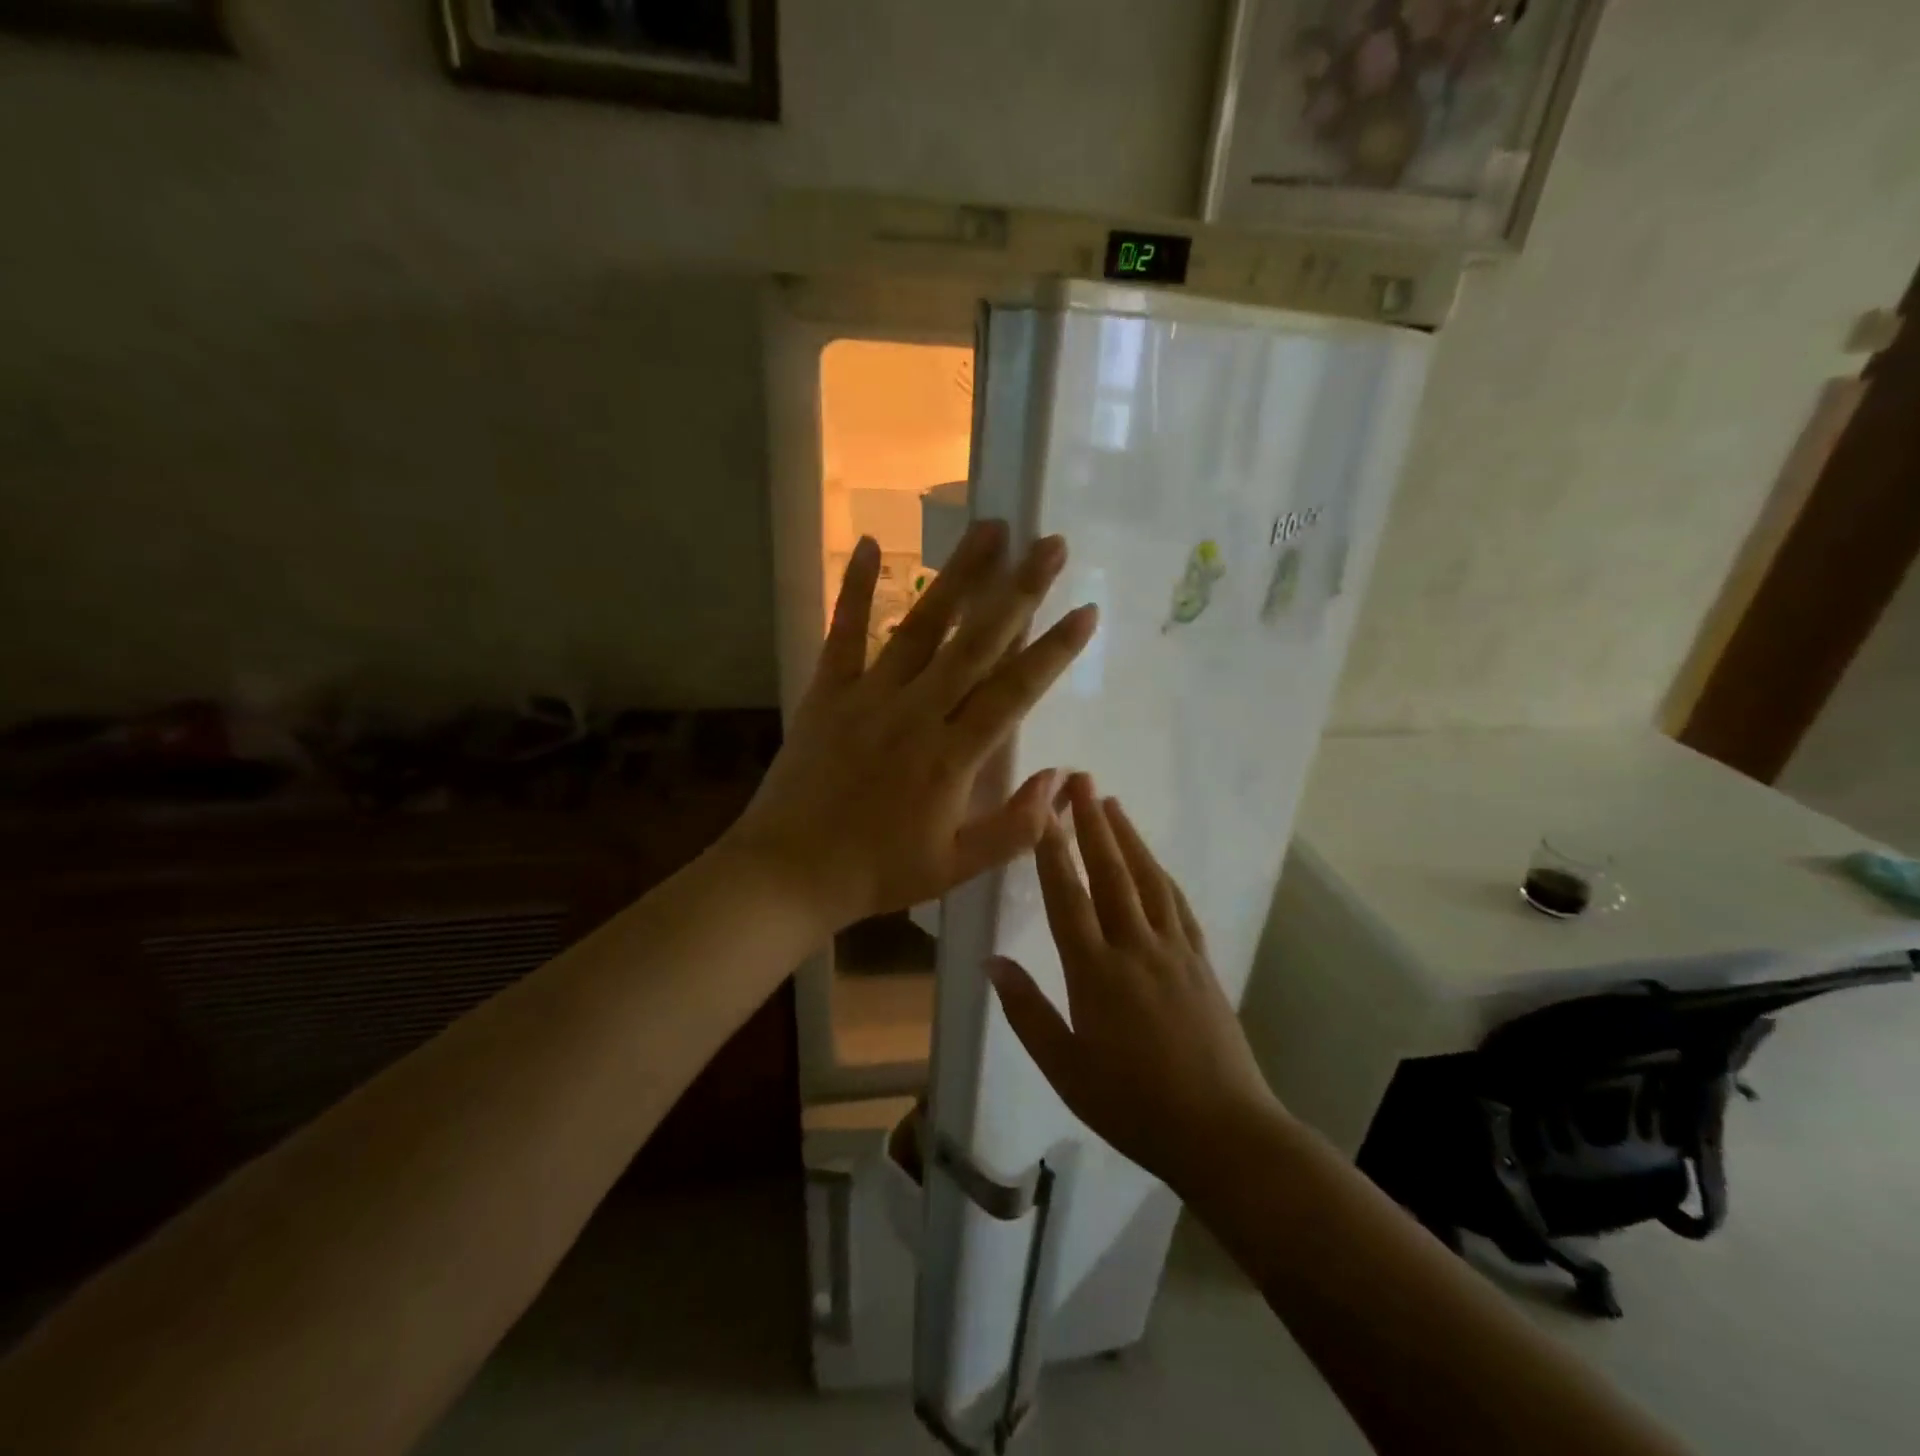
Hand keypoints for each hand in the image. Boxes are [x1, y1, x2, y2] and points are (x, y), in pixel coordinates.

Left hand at [725, 522, 1097, 936]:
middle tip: (1049, 545)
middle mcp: (916, 712)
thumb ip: (1015, 828)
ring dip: (958, 576)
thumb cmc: (877, 873)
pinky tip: (868, 544)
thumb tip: (1060, 780)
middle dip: (1019, 590)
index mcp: (951, 757)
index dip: (1053, 650)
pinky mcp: (828, 692)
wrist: (789, 873)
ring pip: (921, 626)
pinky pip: (844, 633)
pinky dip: (854, 588)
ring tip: (989, 530)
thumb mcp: (956, 868)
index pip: (1014, 691)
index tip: (1086, 611)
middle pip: (976, 642)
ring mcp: (869, 696)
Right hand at [987, 774, 1282, 1195]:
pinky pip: (1178, 905)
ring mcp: (1173, 951)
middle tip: (1081, 779)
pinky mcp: (1200, 962)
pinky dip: (1163, 874)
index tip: (1043, 811)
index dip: (1052, 851)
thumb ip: (1027, 1012)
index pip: (1067, 898)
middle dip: (1092, 823)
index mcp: (1095, 973)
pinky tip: (1155, 862)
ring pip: (1148, 879)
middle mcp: (1135, 948)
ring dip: (1129, 837)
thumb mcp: (1066, 1068)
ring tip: (1112, 804)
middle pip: (1111, 873)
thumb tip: (992, 962)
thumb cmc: (1132, 1105)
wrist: (1222, 1132)